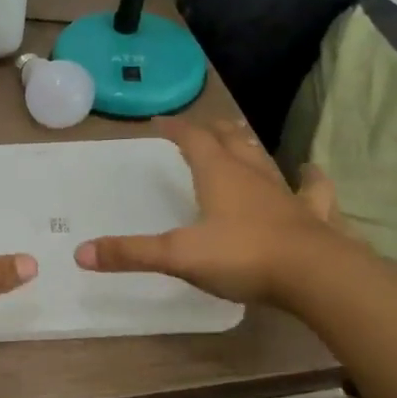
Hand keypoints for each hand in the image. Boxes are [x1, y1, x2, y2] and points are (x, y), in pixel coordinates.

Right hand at [74, 117, 339, 305]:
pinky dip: (309, 179)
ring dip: (248, 146)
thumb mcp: (178, 255)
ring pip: (264, 159)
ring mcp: (285, 193)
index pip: (192, 139)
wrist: (315, 276)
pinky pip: (311, 190)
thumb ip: (131, 253)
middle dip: (212, 130)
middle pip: (230, 140)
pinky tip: (310, 173)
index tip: (159, 121)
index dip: (175, 128)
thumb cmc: (242, 256)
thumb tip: (81, 254)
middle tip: (200, 126)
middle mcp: (251, 174)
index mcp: (219, 174)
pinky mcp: (311, 215)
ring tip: (241, 137)